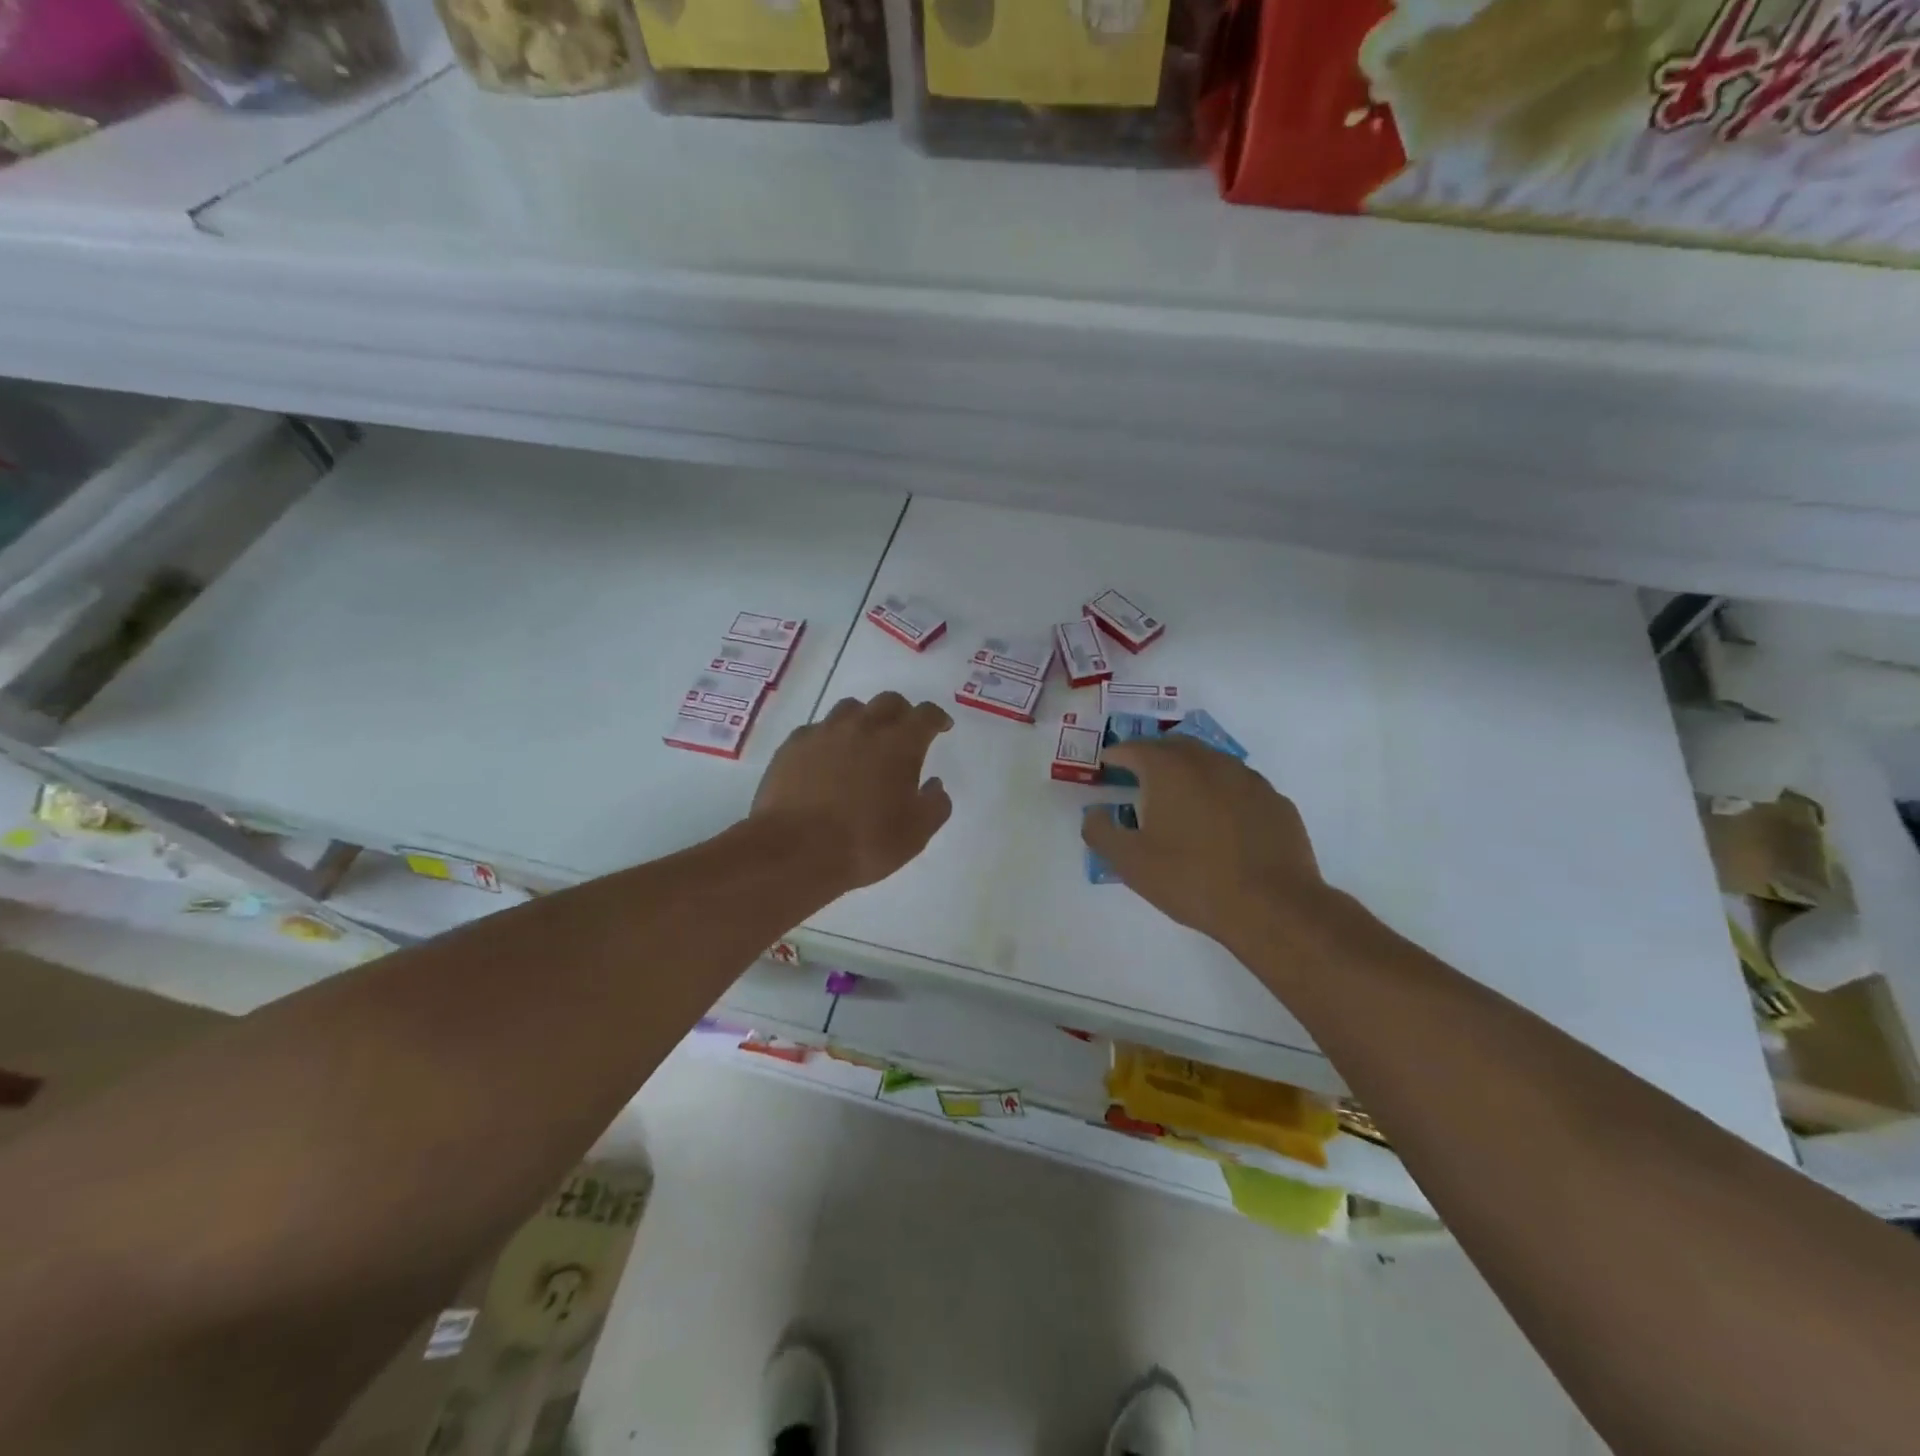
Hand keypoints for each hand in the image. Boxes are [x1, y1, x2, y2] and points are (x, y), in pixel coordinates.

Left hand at [753, 692, 953, 889]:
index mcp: (899, 745)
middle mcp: (863, 727)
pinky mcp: (793, 745)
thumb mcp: (915, 834)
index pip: (926, 715)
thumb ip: (934, 805)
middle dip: (902, 713)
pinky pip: (817, 729)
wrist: (794, 851)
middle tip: (904, 732)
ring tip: (863, 742)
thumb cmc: (864, 843)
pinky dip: (829, 738)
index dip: (937, 718)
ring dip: (864, 719)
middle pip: (888, 701)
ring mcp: (824, 732)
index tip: (941, 727)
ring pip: (850, 709)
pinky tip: (826, 759)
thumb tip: (934, 785)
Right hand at [1081, 737, 1327, 954]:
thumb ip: (1101, 831)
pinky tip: (1221, 824)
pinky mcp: (1276, 801)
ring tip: (1180, 800)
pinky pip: (1240, 787)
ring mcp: (1249, 779)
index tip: (1107, 766)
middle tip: (1139, 777)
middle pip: (1174, 746)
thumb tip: (1094, 814)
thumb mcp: (1130, 862)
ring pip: (1211, 763)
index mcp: (1170, 769)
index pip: (1134, 748)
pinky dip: (1222, 794)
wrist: (1272, 907)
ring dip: (1190, 773)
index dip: (1116, 756)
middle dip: (1153, 756)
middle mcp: (1210, 762)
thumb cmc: (1191, 879)